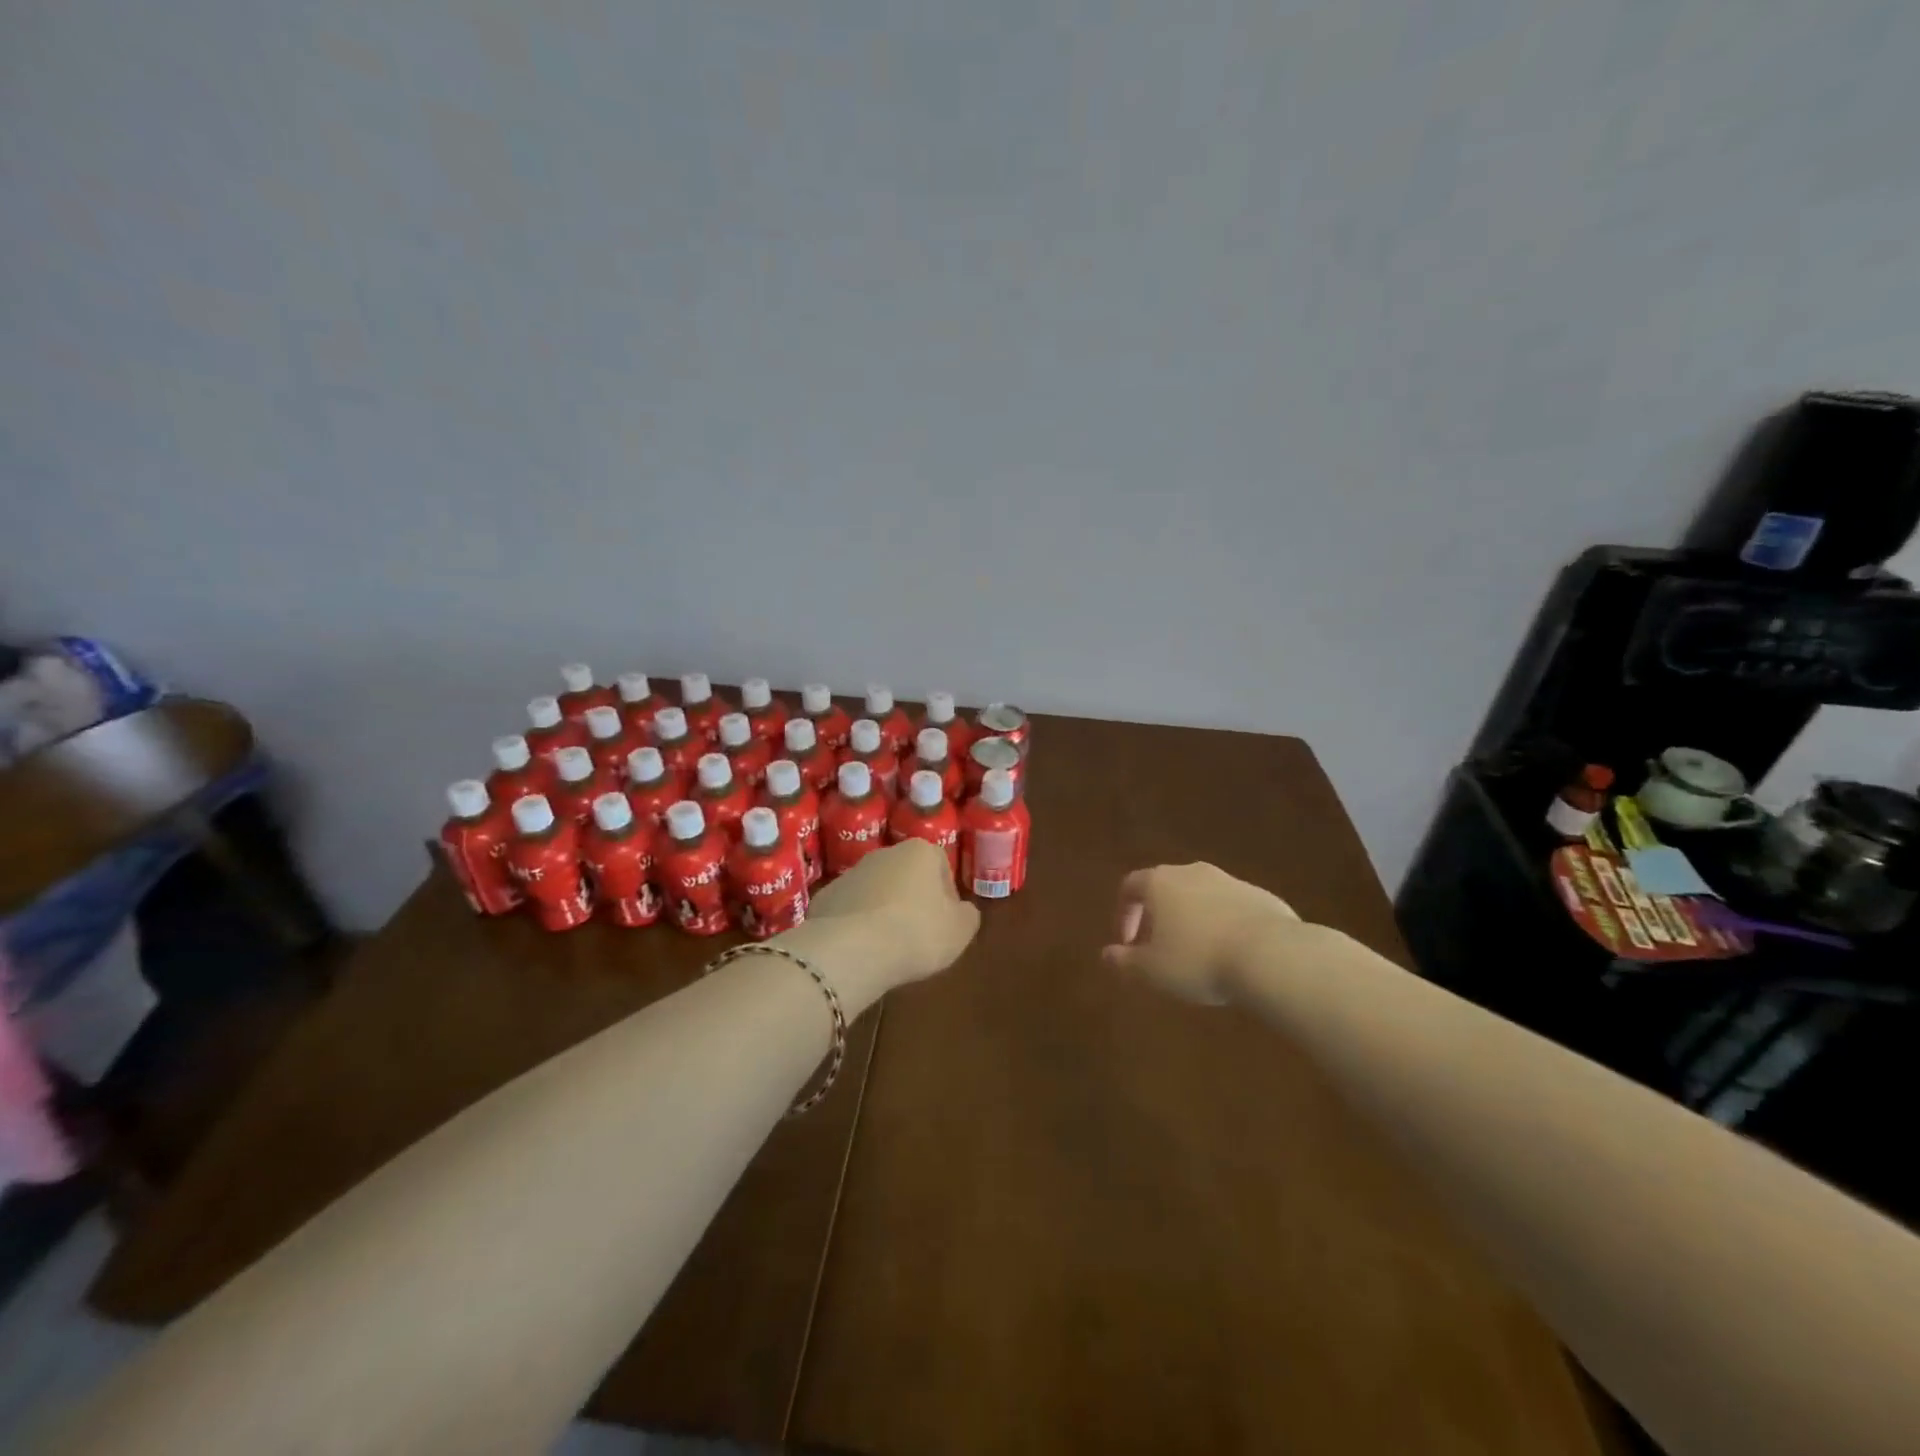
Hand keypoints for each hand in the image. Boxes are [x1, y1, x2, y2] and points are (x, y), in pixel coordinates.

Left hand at [786, 840, 980, 1007]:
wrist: (852, 949)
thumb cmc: (917, 932)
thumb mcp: (961, 930)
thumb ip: (968, 915)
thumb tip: (961, 911)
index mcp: (920, 852)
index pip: (941, 866)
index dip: (947, 896)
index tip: (945, 923)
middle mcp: (884, 853)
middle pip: (906, 875)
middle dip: (913, 900)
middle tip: (918, 935)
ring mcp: (850, 873)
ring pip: (876, 891)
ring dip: (883, 911)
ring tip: (888, 946)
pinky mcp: (825, 897)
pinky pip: (849, 910)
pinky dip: (856, 925)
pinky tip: (861, 950)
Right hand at [1101, 863, 1300, 1004]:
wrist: (1271, 956)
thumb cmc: (1198, 960)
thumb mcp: (1152, 970)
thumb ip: (1125, 961)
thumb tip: (1106, 954)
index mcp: (1160, 882)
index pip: (1130, 886)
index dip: (1124, 913)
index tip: (1128, 943)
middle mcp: (1192, 872)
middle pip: (1166, 887)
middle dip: (1159, 915)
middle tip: (1159, 947)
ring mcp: (1230, 881)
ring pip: (1200, 895)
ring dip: (1192, 918)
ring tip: (1197, 953)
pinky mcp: (1261, 896)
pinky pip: (1231, 907)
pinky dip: (1223, 924)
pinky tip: (1231, 953)